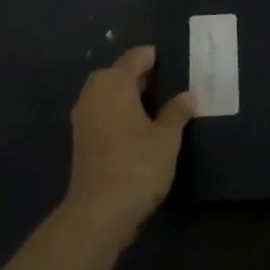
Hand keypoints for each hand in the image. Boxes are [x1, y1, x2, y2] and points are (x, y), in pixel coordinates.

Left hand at [64, 45, 195, 243]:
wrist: (99, 212)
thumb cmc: (137, 164)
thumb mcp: (166, 137)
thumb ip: (177, 112)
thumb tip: (188, 95)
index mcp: (114, 81)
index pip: (136, 57)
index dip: (153, 57)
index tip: (171, 61)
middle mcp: (94, 92)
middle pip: (118, 74)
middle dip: (140, 77)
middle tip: (166, 85)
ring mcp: (83, 117)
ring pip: (108, 95)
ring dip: (127, 97)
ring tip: (155, 107)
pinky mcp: (80, 141)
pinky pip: (103, 114)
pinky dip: (118, 114)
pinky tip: (137, 129)